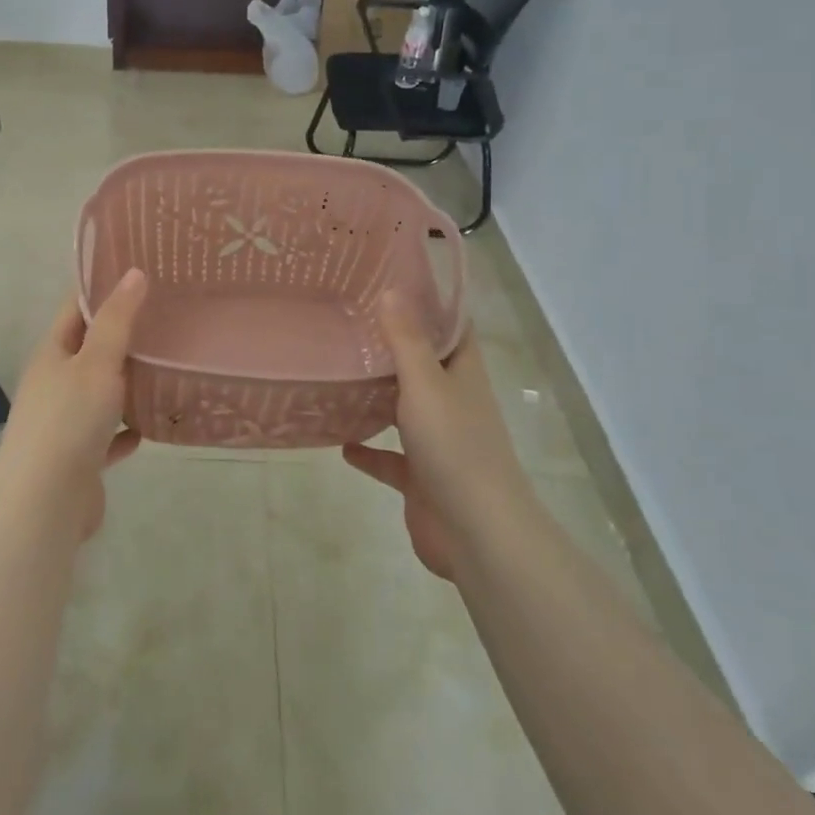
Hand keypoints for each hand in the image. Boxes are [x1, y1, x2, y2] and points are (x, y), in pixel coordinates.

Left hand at [0, 268, 147, 539]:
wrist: (45, 502)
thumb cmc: (69, 420)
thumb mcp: (97, 361)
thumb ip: (117, 320)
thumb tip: (134, 273)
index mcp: (52, 354)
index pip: (76, 309)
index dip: (103, 288)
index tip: (139, 273)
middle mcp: (54, 384)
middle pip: (90, 350)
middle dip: (123, 335)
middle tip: (167, 316)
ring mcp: (65, 422)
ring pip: (101, 393)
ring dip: (128, 383)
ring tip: (168, 366)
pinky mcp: (79, 457)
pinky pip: (108, 435)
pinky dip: (127, 429)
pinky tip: (152, 425)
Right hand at [343, 291, 526, 579]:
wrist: (476, 532)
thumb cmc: (454, 446)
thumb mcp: (426, 384)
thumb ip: (406, 340)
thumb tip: (393, 290)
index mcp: (463, 375)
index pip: (452, 328)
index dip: (431, 304)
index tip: (394, 282)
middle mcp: (453, 403)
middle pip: (424, 366)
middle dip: (393, 347)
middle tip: (350, 323)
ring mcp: (438, 442)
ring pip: (404, 410)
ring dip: (377, 396)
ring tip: (338, 374)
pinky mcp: (421, 478)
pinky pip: (389, 458)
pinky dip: (368, 450)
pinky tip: (340, 442)